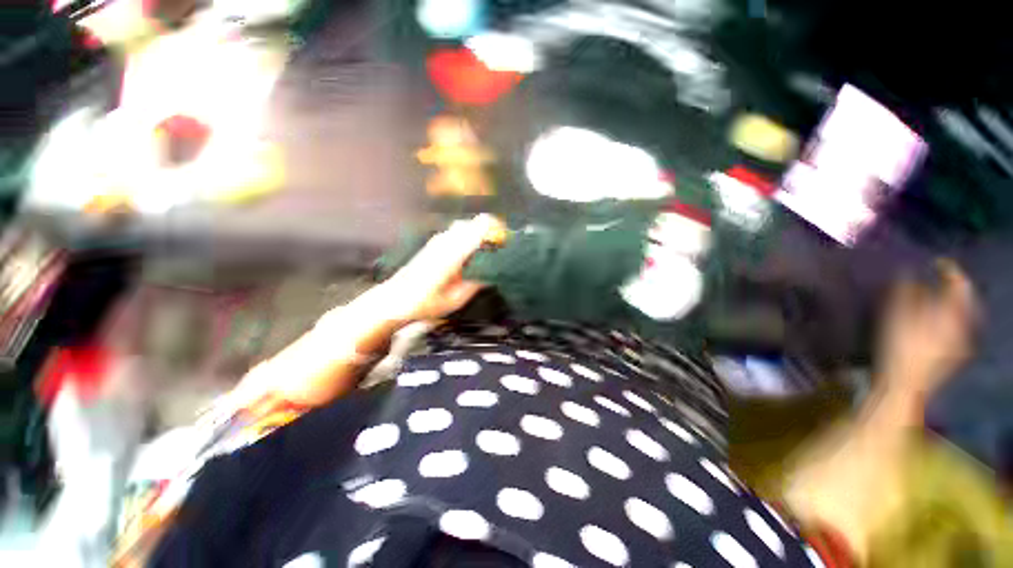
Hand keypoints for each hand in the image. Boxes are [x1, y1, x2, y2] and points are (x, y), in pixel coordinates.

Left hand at [379, 214, 504, 323]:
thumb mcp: (455, 300)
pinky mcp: (434, 244)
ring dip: (480, 234)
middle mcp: (446, 242)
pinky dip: (469, 237)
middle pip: (475, 223)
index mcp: (453, 254)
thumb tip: (492, 274)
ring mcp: (438, 241)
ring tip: (488, 251)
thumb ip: (475, 284)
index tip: (507, 242)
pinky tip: (471, 254)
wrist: (395, 299)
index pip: (479, 228)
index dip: (497, 230)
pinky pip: (457, 232)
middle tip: (500, 248)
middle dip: (491, 231)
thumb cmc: (425, 303)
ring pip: (466, 225)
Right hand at [878, 259, 977, 396]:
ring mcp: (960, 343)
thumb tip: (909, 272)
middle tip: (940, 277)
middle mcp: (963, 328)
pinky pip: (957, 327)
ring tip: (939, 295)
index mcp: (952, 316)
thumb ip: (905, 293)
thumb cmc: (899, 350)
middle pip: (964, 301)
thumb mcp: (897, 318)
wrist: (903, 388)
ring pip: (962, 315)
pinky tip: (939, 319)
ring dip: (951, 302)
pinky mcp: (952, 354)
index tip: (937, 262)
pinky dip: (949, 317)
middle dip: (954, 287)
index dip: (950, 271)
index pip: (959, 286)